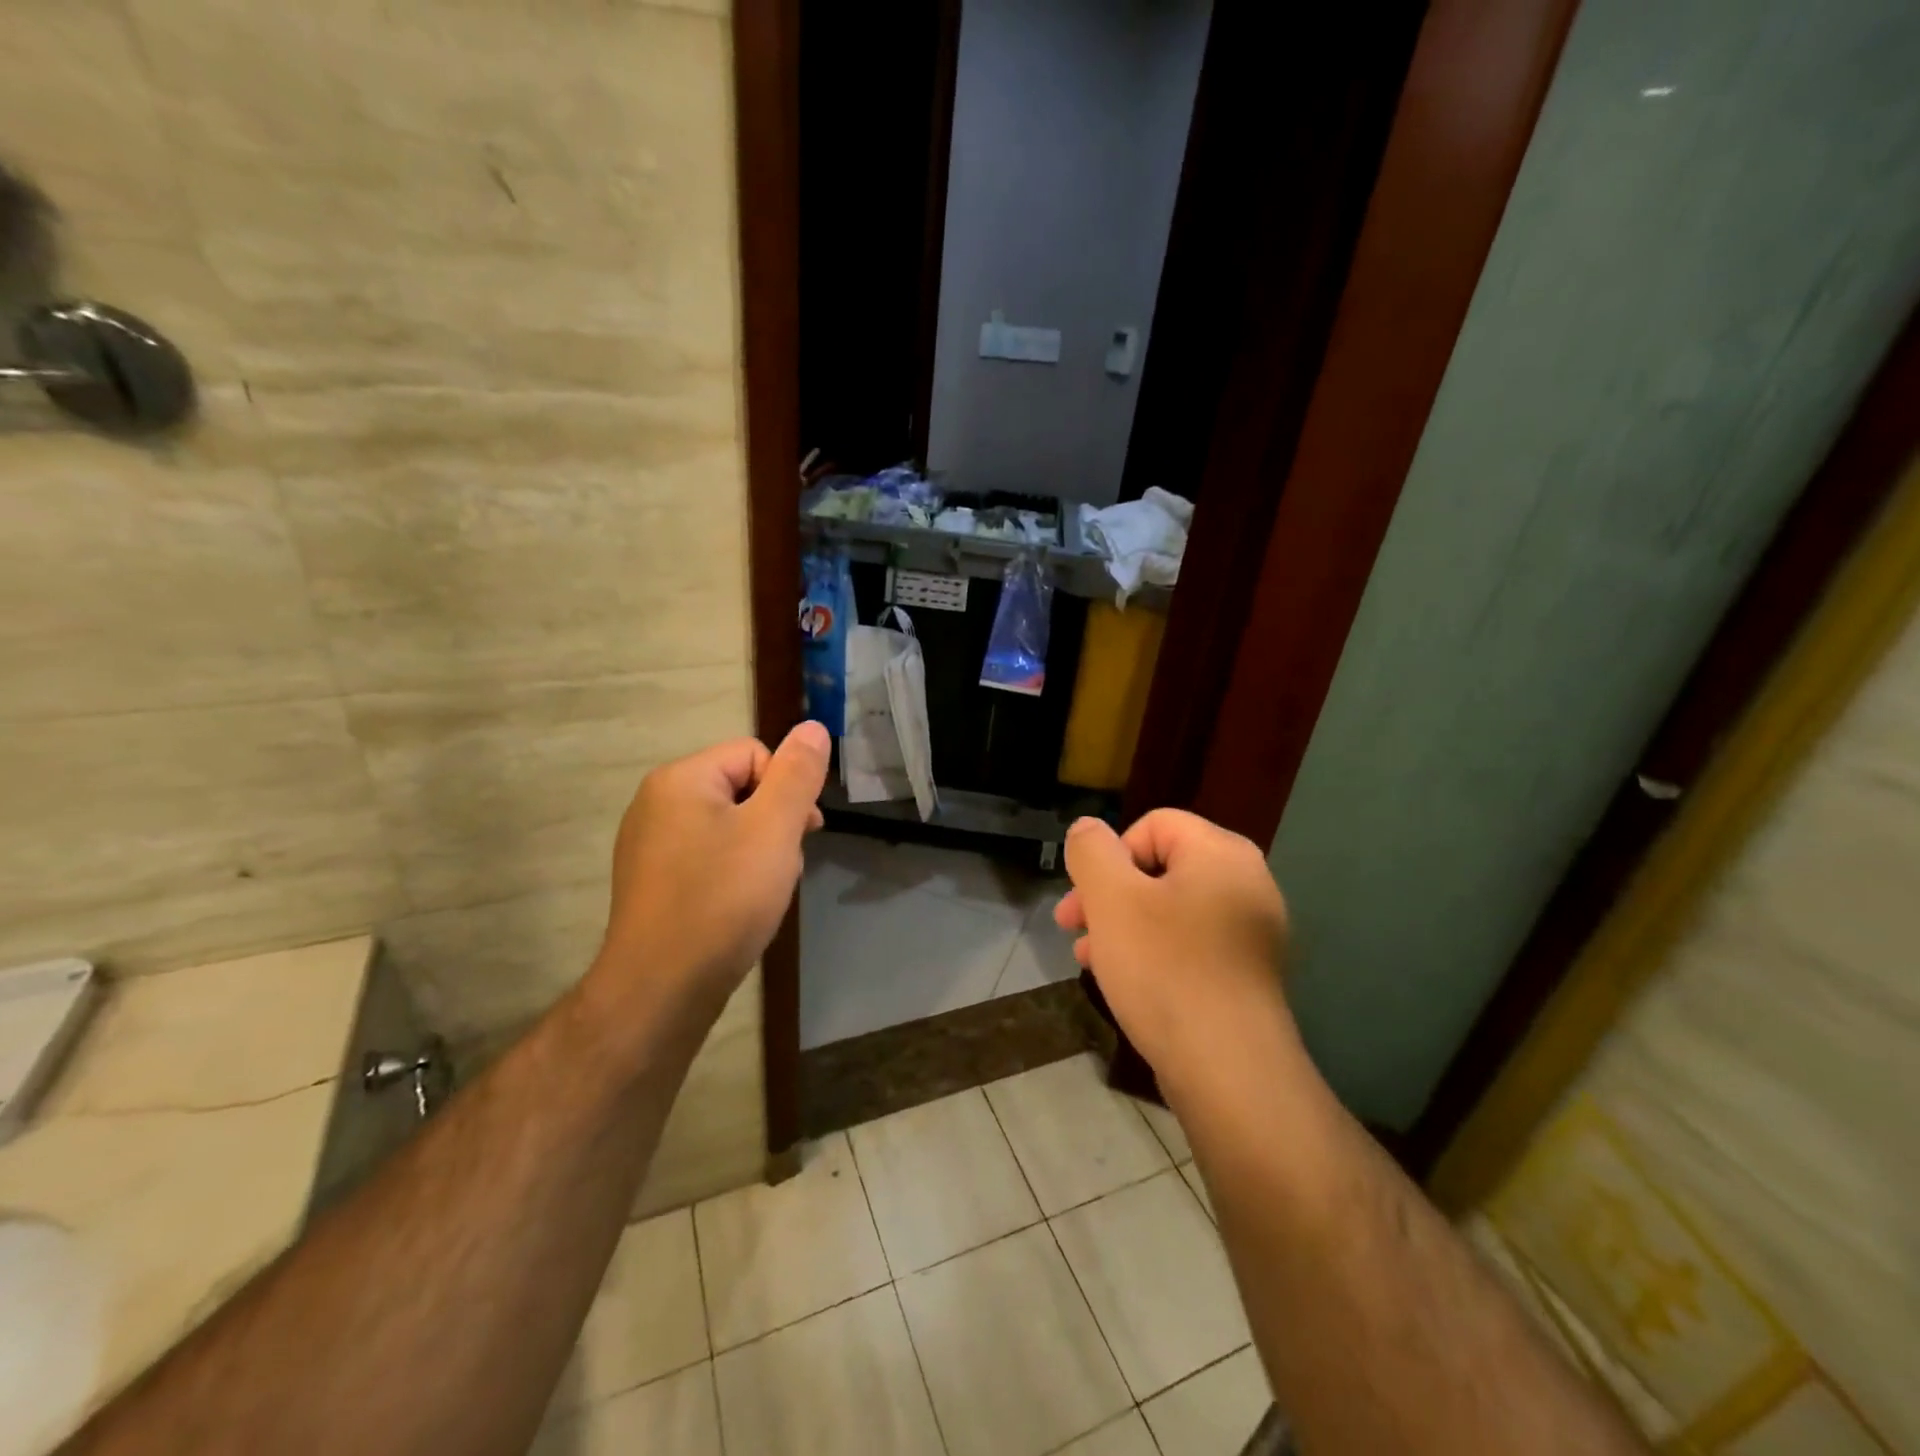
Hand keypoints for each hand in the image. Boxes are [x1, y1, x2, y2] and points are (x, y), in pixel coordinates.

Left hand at [590, 722, 829, 1025]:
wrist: (661, 988)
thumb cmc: (723, 899)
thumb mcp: (774, 829)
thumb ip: (797, 774)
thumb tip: (812, 727)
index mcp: (680, 779)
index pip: (754, 754)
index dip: (787, 789)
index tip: (804, 832)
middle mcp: (656, 803)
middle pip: (741, 789)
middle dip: (774, 822)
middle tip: (786, 865)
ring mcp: (649, 845)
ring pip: (727, 827)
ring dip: (759, 850)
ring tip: (764, 891)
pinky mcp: (652, 881)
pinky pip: (706, 857)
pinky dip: (733, 873)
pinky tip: (740, 907)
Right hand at [1057, 810, 1291, 1083]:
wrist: (1229, 1070)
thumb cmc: (1165, 970)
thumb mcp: (1111, 899)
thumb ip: (1092, 851)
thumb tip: (1088, 828)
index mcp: (1220, 853)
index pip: (1153, 824)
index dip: (1110, 854)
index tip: (1085, 897)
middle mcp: (1246, 882)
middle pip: (1160, 867)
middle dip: (1108, 894)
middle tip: (1071, 926)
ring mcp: (1251, 931)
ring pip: (1170, 909)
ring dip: (1122, 926)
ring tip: (1089, 959)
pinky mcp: (1246, 973)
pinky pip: (1189, 944)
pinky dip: (1153, 952)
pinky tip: (1124, 982)